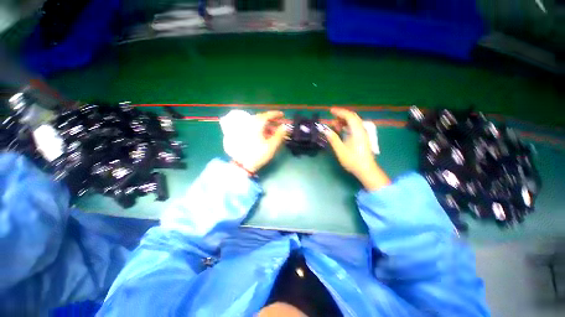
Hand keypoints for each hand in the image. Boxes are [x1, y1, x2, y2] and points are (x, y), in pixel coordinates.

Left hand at [221, 110, 287, 173]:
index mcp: (256, 124)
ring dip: (267, 126)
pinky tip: (265, 135)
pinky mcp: (243, 135)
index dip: (276, 114)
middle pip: (262, 119)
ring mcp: (245, 129)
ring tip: (274, 132)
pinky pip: (254, 128)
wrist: (242, 164)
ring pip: (258, 124)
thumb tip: (284, 127)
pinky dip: (261, 130)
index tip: (283, 115)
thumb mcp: (271, 145)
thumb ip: (279, 135)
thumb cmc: (258, 154)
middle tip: (279, 125)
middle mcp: (249, 124)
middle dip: (272, 121)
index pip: (267, 115)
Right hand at [323, 108, 390, 190]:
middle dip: (341, 115)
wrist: (366, 169)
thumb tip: (325, 130)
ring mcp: (363, 134)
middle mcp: (361, 130)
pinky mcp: (362, 138)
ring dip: (343, 121)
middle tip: (331, 117)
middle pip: (352, 118)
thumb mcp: (340, 150)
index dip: (340, 112)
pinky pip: (354, 127)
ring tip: (333, 124)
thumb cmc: (353, 160)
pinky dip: (346, 126)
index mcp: (357, 131)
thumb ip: (333, 138)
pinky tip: (340, 130)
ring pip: (353, 122)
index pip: (349, 116)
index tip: (330, 111)